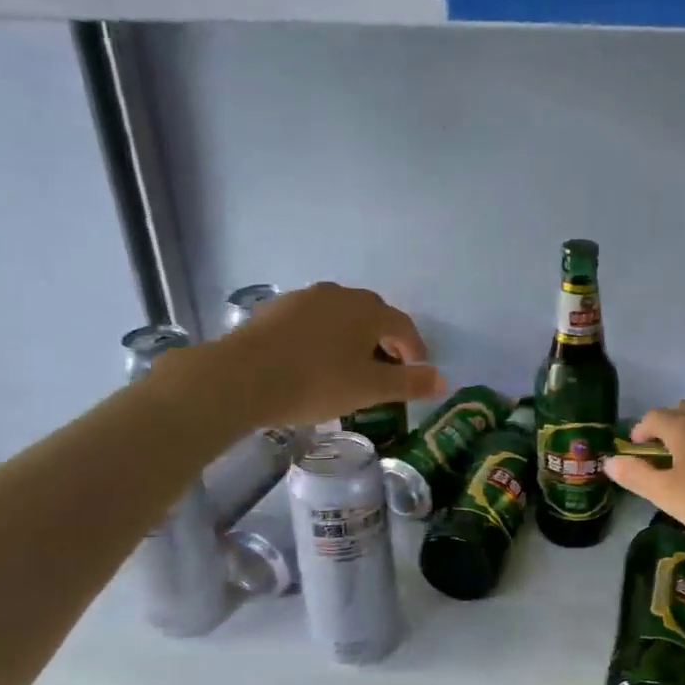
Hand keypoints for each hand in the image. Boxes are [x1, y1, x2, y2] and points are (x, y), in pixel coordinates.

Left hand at [206, 283, 445, 428]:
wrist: (241, 377)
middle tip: (386, 369)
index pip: (403, 325)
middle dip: (384, 340)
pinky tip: (314, 360)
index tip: (416, 371)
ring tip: (350, 365)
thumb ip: (409, 384)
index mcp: (368, 310)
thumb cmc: (315, 382)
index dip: (414, 349)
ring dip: (352, 337)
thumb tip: (443, 380)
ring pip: (340, 316)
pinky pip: (312, 321)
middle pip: (372, 315)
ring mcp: (304, 298)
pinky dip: (323, 337)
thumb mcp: (369, 389)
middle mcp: (339, 294)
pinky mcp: (275, 310)